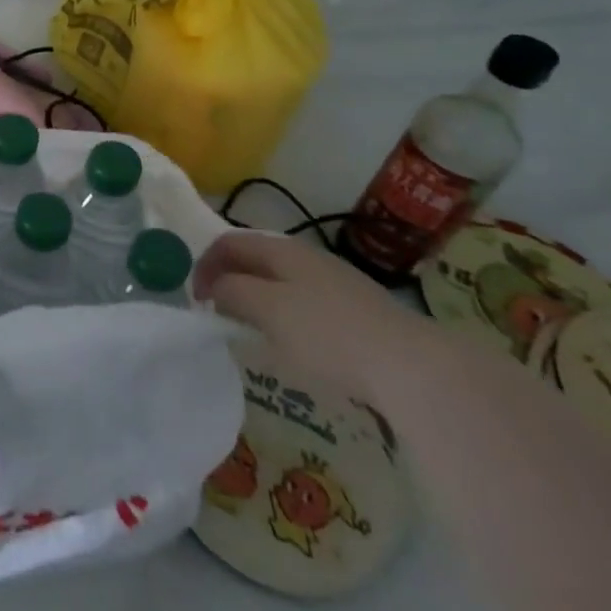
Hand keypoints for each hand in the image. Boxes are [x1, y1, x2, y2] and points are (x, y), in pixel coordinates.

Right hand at [192, 231, 436, 402]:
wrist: (415, 368)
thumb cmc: (328, 333)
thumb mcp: (267, 309)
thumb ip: (233, 292)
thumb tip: (217, 288)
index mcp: (283, 249)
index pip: (229, 242)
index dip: (204, 264)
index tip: (195, 298)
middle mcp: (309, 258)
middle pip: (256, 259)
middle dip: (231, 280)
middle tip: (218, 312)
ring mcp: (338, 285)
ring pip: (282, 283)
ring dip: (258, 300)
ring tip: (251, 330)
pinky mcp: (359, 314)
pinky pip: (307, 305)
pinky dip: (286, 317)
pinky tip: (295, 345)